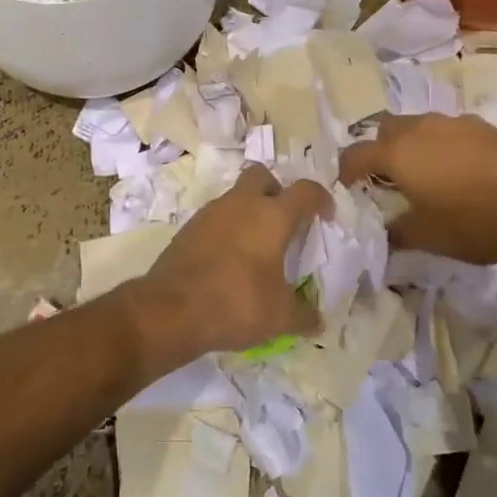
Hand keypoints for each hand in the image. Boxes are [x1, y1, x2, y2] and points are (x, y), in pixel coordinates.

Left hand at [131, 166, 329, 359]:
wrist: (171, 309)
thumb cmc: (236, 303)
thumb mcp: (280, 317)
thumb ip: (304, 315)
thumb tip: (317, 321)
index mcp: (271, 216)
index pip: (305, 191)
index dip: (320, 199)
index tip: (325, 216)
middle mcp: (241, 204)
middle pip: (263, 176)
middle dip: (277, 191)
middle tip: (284, 221)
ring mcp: (211, 212)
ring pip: (236, 196)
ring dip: (250, 211)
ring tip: (257, 245)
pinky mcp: (189, 227)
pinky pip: (216, 217)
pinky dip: (228, 229)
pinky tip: (230, 259)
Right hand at [339, 112, 496, 266]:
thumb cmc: (474, 224)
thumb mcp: (426, 237)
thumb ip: (394, 233)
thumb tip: (381, 234)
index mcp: (397, 153)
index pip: (354, 155)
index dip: (345, 173)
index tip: (349, 190)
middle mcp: (419, 128)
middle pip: (383, 130)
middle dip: (378, 151)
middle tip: (387, 181)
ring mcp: (452, 122)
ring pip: (417, 126)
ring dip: (411, 145)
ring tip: (425, 174)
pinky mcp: (481, 125)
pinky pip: (448, 130)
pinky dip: (442, 145)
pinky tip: (460, 171)